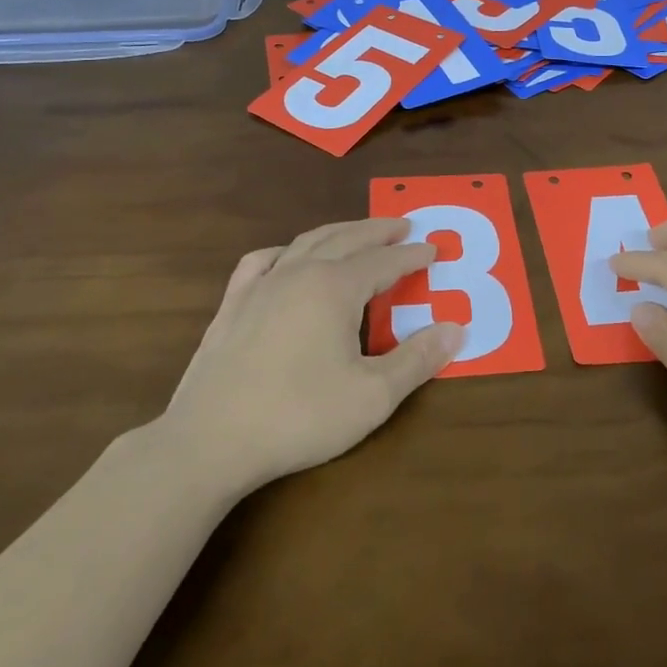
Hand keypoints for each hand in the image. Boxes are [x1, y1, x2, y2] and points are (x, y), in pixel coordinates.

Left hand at [161, 218, 462, 496]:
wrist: (210, 441)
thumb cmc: (298, 416)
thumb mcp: (372, 396)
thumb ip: (417, 360)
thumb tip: (457, 329)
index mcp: (334, 287)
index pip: (384, 261)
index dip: (412, 256)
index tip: (433, 250)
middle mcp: (299, 272)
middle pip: (346, 238)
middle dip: (378, 231)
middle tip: (403, 225)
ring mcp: (260, 285)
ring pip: (306, 242)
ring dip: (339, 233)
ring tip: (358, 233)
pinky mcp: (233, 305)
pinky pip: (262, 261)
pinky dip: (285, 251)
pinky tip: (287, 258)